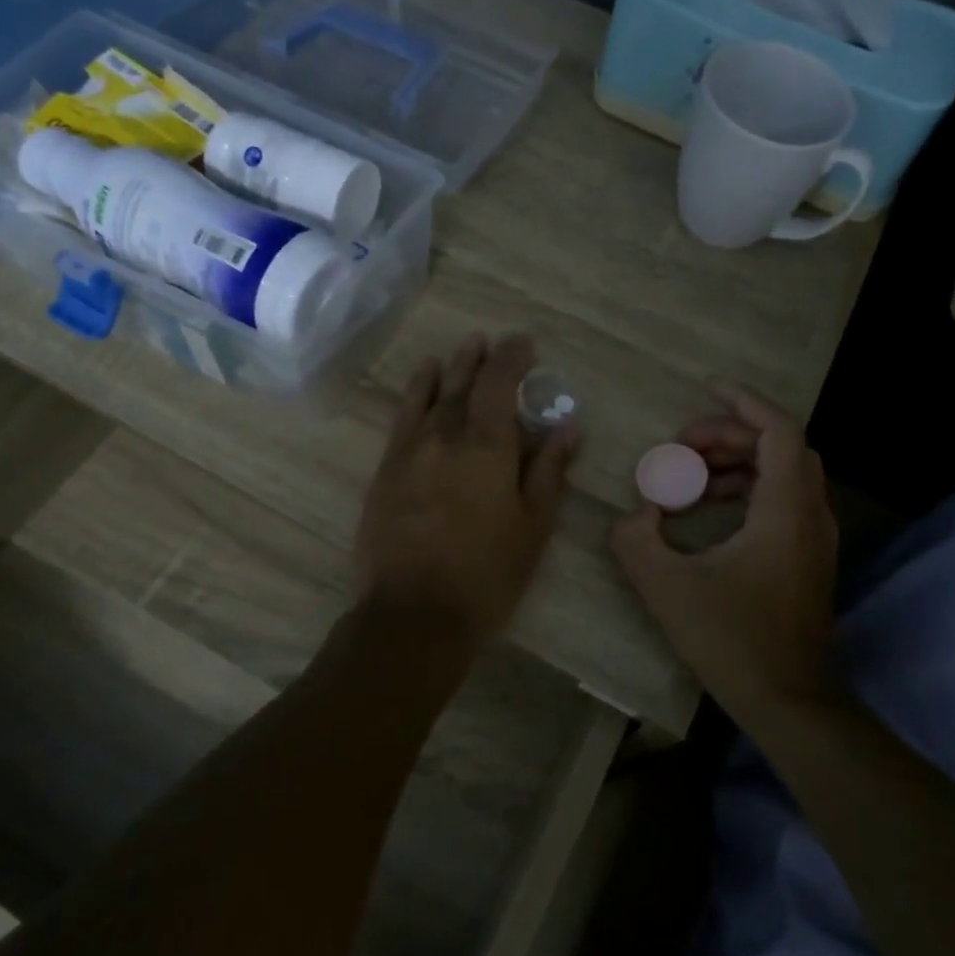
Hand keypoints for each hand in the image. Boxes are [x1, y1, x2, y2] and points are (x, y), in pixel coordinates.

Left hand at [355, 332, 577, 644]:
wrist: (414, 614)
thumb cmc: (487, 574)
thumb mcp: (532, 527)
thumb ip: (548, 472)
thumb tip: (567, 428)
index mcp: (487, 447)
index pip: (500, 384)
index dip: (513, 358)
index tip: (525, 343)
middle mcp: (445, 436)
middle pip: (464, 384)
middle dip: (480, 359)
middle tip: (492, 341)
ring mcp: (410, 451)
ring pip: (431, 396)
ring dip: (449, 369)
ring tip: (461, 350)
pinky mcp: (386, 470)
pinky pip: (402, 418)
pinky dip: (415, 394)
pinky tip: (422, 383)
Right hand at [610, 382, 837, 713]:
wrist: (788, 701)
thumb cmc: (732, 640)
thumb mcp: (667, 587)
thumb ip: (636, 540)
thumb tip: (635, 515)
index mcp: (785, 511)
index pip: (778, 430)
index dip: (743, 402)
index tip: (706, 389)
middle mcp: (810, 514)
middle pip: (780, 446)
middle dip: (730, 433)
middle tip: (683, 443)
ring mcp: (815, 537)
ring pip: (784, 472)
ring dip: (739, 460)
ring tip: (691, 472)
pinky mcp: (808, 557)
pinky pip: (783, 499)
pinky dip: (748, 487)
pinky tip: (712, 506)